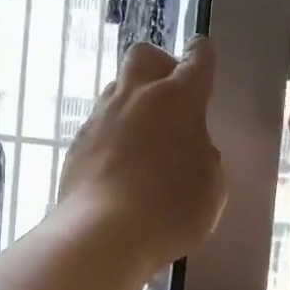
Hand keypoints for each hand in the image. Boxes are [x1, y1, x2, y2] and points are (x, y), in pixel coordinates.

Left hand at [59, 39, 225, 271]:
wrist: (103, 234)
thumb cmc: (171, 210)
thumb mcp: (211, 184)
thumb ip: (203, 153)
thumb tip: (188, 143)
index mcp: (178, 100)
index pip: (196, 59)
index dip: (202, 55)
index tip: (202, 56)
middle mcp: (135, 97)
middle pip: (144, 55)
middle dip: (160, 65)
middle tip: (171, 97)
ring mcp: (101, 118)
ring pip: (116, 88)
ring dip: (133, 101)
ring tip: (145, 137)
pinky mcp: (77, 144)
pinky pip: (99, 125)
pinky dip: (113, 135)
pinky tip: (120, 165)